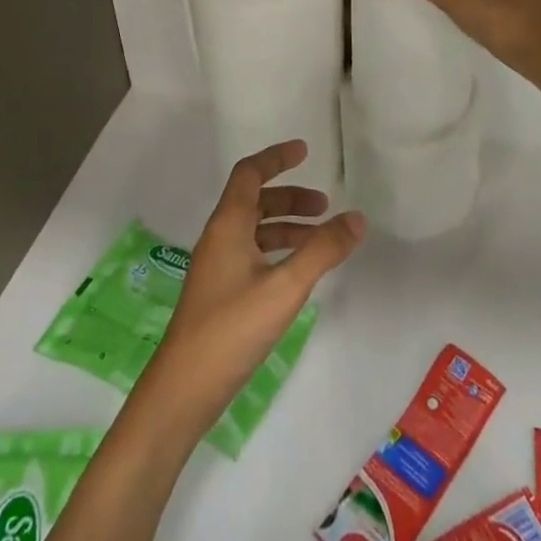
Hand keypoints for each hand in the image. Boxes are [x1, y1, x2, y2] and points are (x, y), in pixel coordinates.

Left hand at [139, 141, 363, 435]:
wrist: (183, 389)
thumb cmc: (232, 329)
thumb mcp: (285, 287)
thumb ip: (322, 250)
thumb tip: (357, 217)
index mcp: (228, 225)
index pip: (249, 173)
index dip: (276, 158)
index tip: (304, 151)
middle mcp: (219, 238)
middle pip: (254, 200)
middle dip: (290, 196)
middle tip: (325, 206)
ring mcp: (217, 267)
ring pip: (255, 230)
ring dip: (287, 226)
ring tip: (321, 239)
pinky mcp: (220, 292)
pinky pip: (253, 254)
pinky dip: (278, 250)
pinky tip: (298, 272)